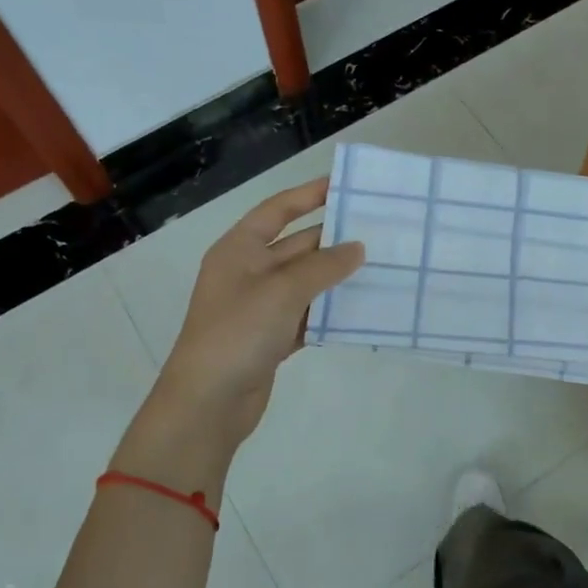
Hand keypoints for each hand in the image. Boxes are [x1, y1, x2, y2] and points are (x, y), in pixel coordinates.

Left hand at [153, 178, 364, 447]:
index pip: (277, 210)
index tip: (344, 184)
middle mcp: (248, 272)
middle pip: (296, 246)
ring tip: (379, 268)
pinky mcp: (270, 338)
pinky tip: (359, 310)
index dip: (309, 195)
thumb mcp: (282, 291)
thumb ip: (323, 267)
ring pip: (305, 283)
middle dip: (333, 240)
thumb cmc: (238, 333)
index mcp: (239, 249)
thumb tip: (357, 248)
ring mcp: (259, 307)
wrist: (208, 402)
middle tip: (378, 232)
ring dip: (336, 278)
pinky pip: (306, 315)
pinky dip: (328, 312)